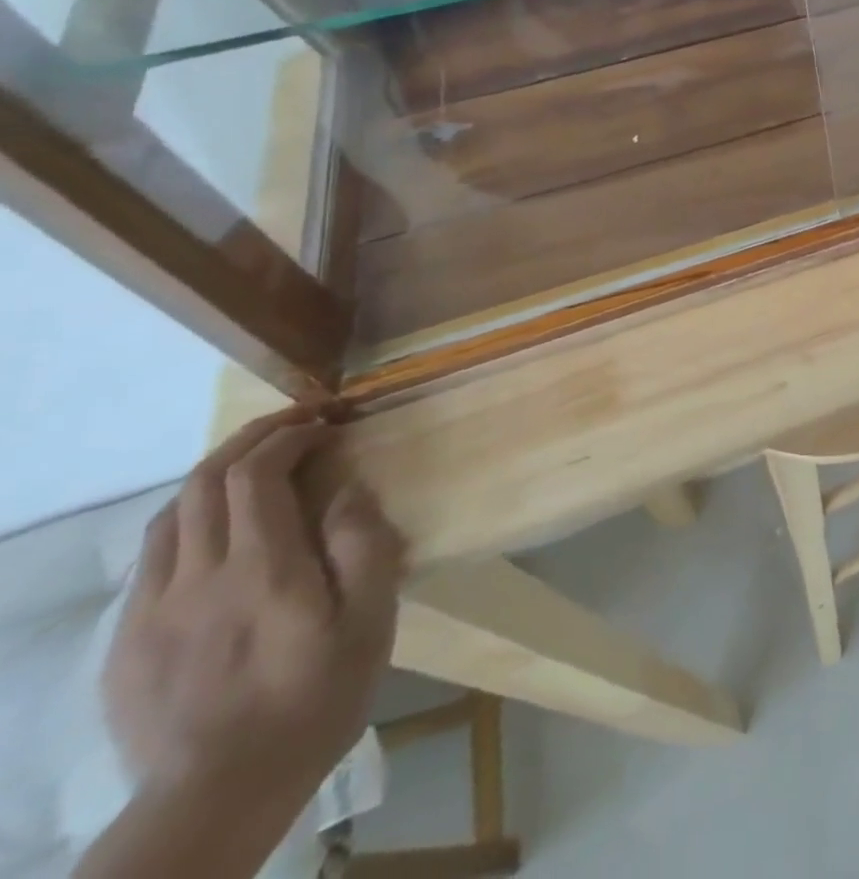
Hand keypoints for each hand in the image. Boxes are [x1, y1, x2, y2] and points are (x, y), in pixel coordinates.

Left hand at [103, 409, 404, 808]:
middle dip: (249, 441)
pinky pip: (152, 562)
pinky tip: (217, 535)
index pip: (256, 475)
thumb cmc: (316, 696)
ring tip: (255, 468)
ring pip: (169, 517)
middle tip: (293, 427)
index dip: (287, 436)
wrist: (219, 794)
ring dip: (213, 477)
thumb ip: (362, 545)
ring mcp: (152, 612)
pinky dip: (188, 523)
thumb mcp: (369, 618)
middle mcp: (197, 579)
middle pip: (204, 484)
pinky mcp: (128, 644)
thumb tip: (348, 487)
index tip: (325, 424)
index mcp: (261, 569)